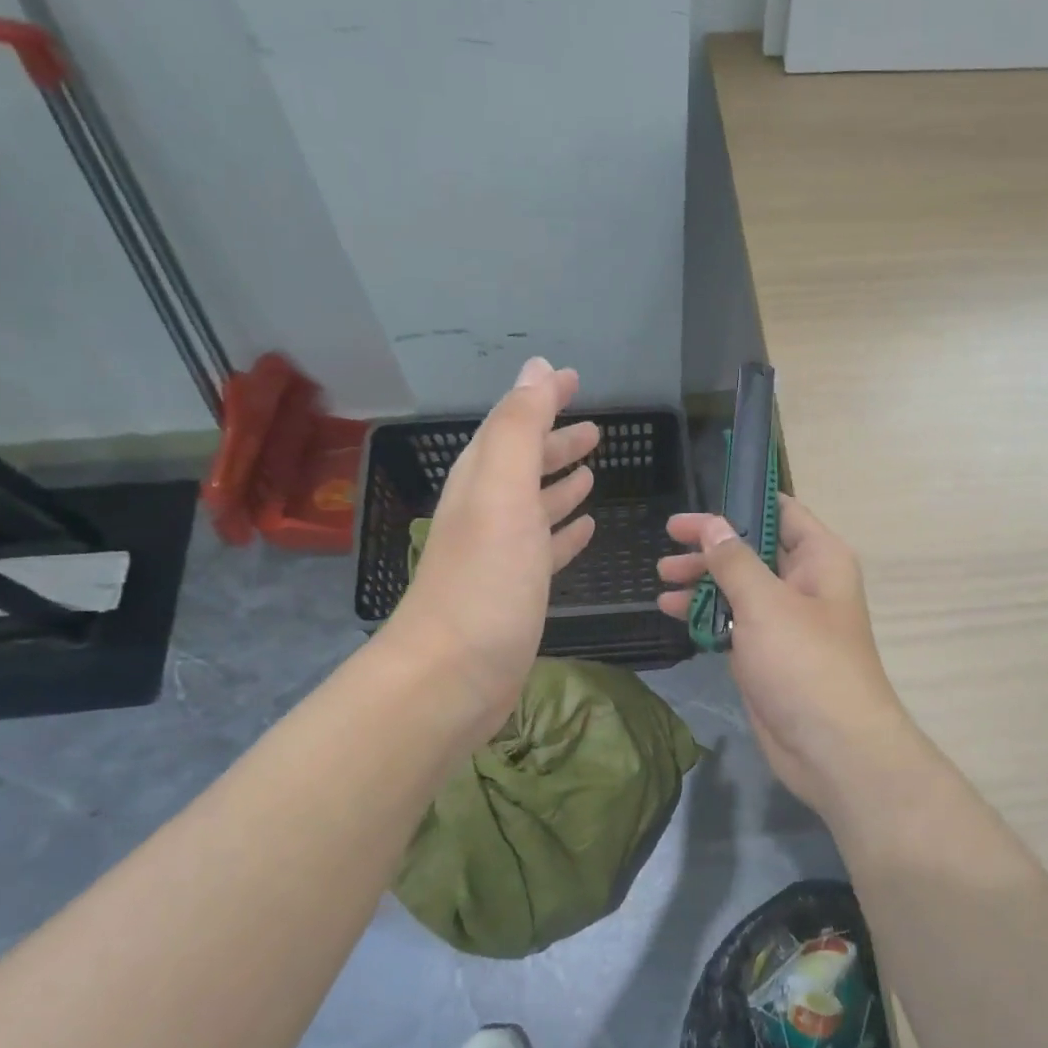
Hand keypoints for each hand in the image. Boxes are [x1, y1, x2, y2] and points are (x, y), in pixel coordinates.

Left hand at [380, 358, 598, 747]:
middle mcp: (487, 513)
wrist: (451, 677)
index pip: (512, 426)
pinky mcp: (516, 594)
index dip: (542, 400)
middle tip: (595, 430)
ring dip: (561, 486)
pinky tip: (584, 529)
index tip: (574, 379)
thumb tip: (538, 369)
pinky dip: (564, 534)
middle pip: (523, 466)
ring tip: (592, 473)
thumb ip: (520, 429)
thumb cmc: (484, 581)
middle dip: (556, 443)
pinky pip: (545, 550)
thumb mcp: (502, 493)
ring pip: (535, 507)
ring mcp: (501, 556)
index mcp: (482, 483)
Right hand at [657, 496, 919, 821]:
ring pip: (740, 587)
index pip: (781, 511)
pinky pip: (734, 622)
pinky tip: (672, 611)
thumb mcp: (766, 603)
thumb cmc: (805, 662)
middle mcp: (805, 582)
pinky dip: (706, 615)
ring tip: (661, 579)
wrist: (832, 748)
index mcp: (819, 558)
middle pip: (753, 549)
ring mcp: (785, 620)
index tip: (699, 500)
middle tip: (666, 542)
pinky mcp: (767, 653)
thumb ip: (734, 560)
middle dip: (711, 546)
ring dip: (702, 581)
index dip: (741, 500)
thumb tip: (712, 524)